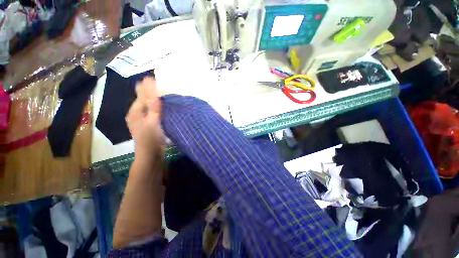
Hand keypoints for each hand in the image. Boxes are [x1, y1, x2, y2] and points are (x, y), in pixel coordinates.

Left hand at [125, 77, 163, 158]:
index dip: (146, 86)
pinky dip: (156, 106)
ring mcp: (142, 119)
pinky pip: (152, 111)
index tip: (152, 77)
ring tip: (161, 90)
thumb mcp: (152, 123)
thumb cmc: (150, 139)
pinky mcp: (148, 123)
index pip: (141, 95)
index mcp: (135, 112)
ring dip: (154, 98)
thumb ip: (154, 109)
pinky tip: (162, 104)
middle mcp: (136, 113)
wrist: (150, 154)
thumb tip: (156, 95)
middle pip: (143, 98)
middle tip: (158, 82)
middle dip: (150, 91)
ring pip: (148, 105)